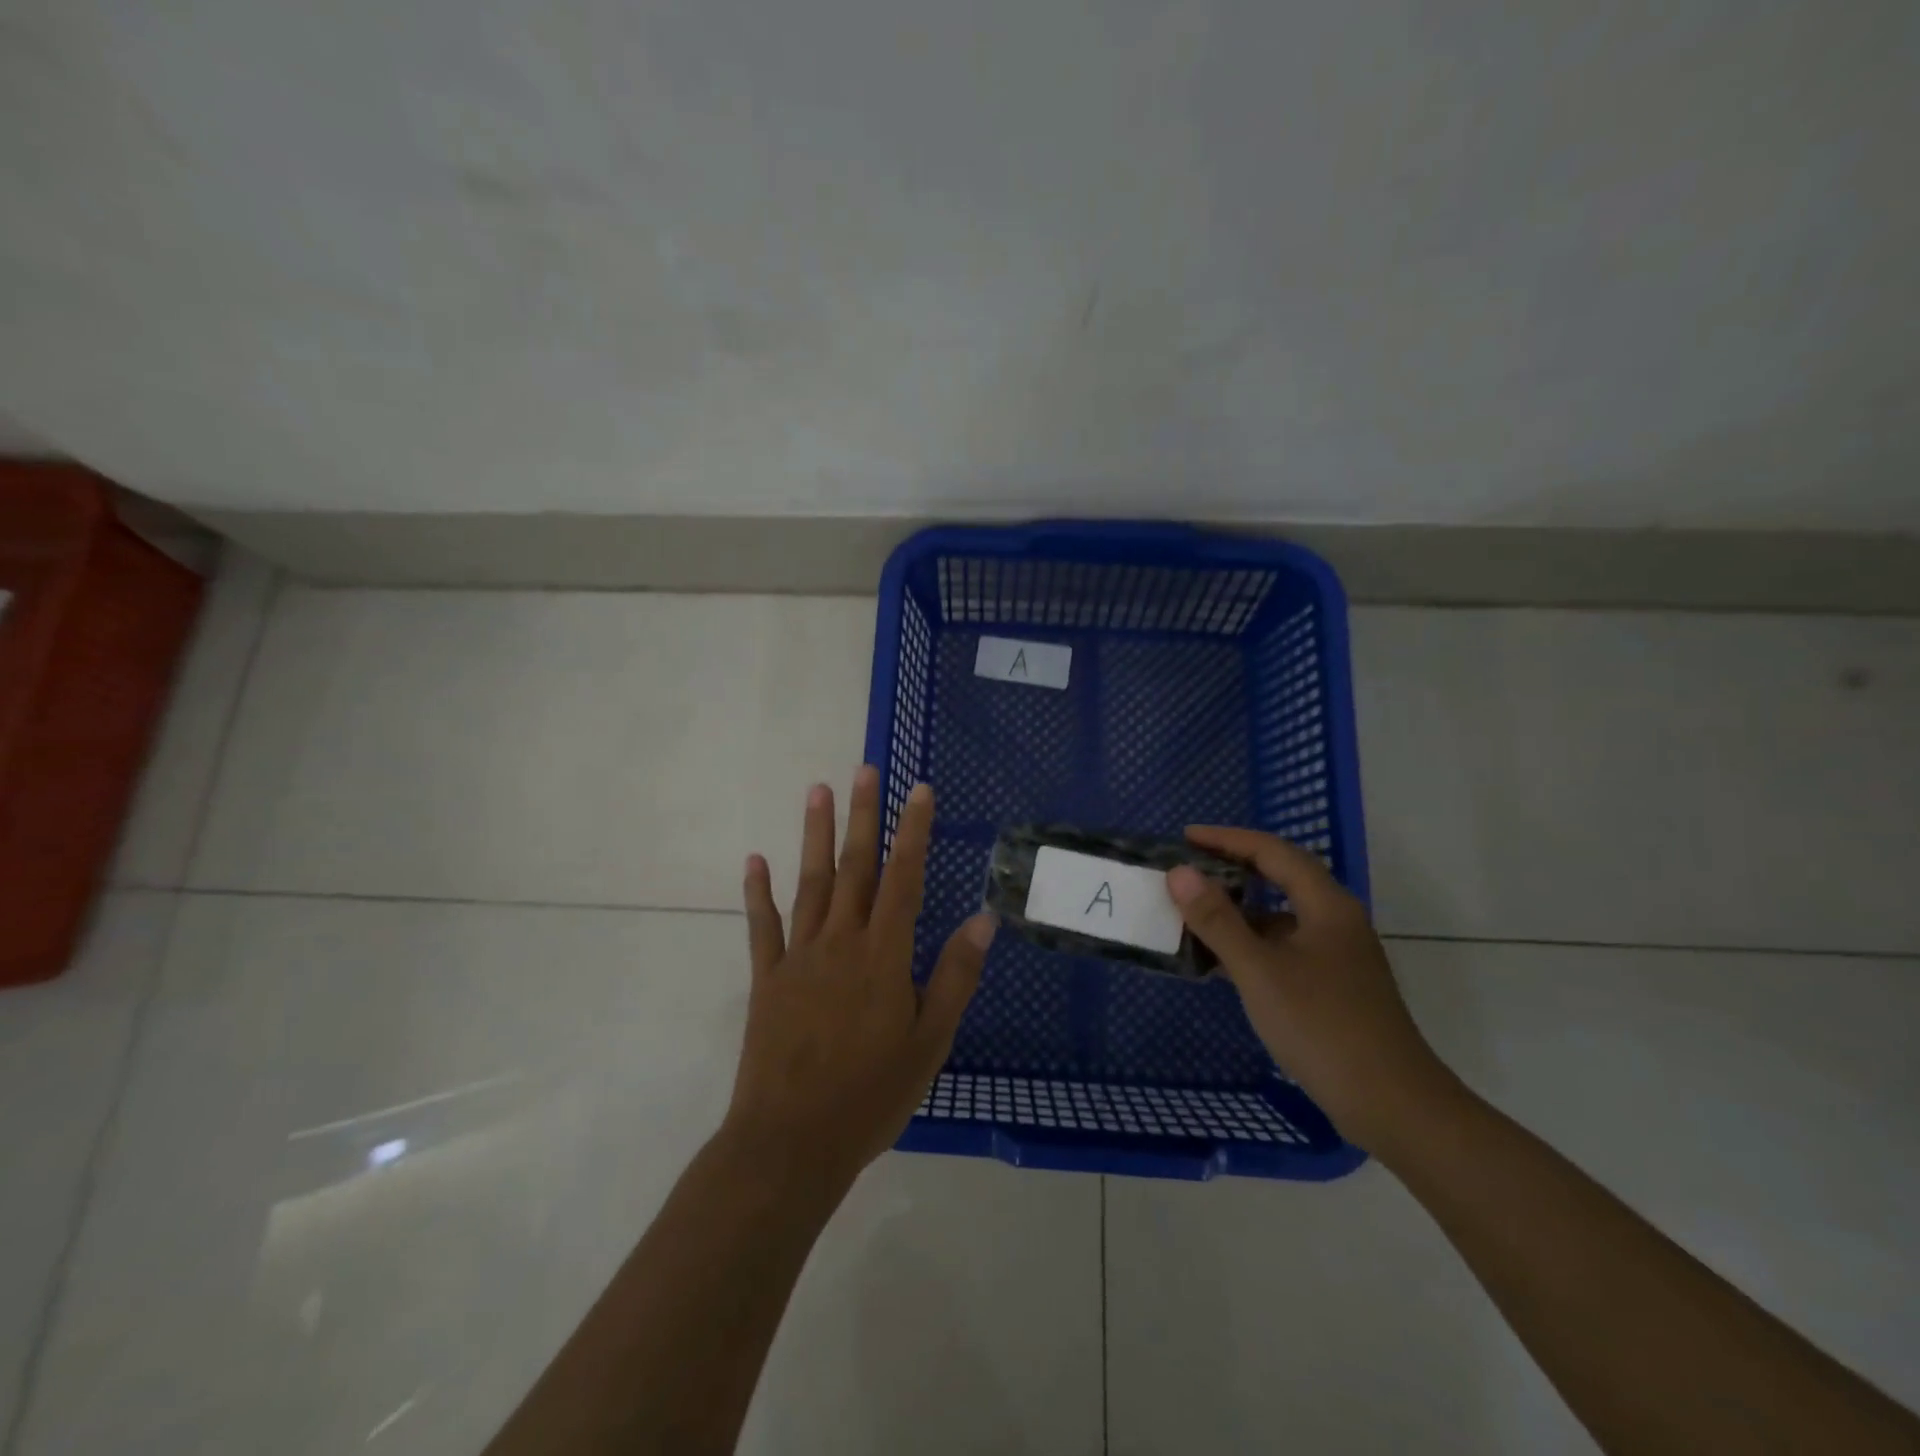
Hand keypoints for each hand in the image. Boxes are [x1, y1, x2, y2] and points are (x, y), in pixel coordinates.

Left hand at [726, 766, 995, 1187]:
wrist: (791, 1142)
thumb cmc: (871, 1095)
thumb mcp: (930, 1041)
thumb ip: (955, 975)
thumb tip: (984, 917)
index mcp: (884, 956)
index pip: (905, 879)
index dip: (914, 832)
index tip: (919, 791)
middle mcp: (841, 942)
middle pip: (855, 868)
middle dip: (863, 816)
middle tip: (865, 770)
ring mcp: (799, 957)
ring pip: (810, 883)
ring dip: (815, 835)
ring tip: (818, 790)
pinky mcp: (767, 979)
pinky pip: (763, 926)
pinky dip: (758, 892)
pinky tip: (754, 860)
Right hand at [1166, 827, 1454, 1151]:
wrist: (1393, 1106)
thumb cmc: (1323, 1027)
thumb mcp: (1260, 970)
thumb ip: (1217, 920)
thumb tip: (1179, 873)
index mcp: (1326, 905)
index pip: (1272, 851)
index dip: (1227, 839)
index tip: (1185, 838)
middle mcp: (1335, 921)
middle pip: (1280, 877)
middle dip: (1232, 868)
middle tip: (1186, 870)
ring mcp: (1336, 955)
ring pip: (1280, 916)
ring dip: (1238, 909)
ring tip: (1194, 912)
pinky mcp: (1331, 986)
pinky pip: (1282, 947)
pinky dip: (1249, 944)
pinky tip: (1220, 961)